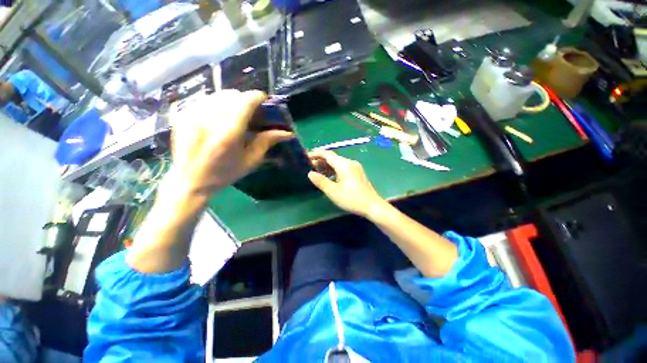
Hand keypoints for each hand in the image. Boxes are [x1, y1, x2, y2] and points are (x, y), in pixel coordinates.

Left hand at [166, 89, 293, 197]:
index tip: (265, 101)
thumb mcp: (250, 160)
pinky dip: (217, 104)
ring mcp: (192, 114)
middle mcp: (208, 119)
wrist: (189, 181)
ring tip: (235, 115)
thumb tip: (287, 133)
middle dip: (245, 99)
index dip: (258, 97)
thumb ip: (267, 142)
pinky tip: (219, 117)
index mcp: (228, 133)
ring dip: (231, 101)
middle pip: (232, 94)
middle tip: (251, 112)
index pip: (245, 101)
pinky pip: (205, 99)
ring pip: (217, 94)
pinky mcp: (183, 114)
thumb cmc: (224, 174)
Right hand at [308, 150, 387, 217]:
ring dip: (327, 167)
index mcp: (344, 164)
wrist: (372, 206)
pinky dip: (334, 171)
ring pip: (337, 163)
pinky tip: (328, 178)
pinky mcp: (357, 173)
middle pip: (332, 158)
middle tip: (309, 168)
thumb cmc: (352, 199)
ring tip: (317, 173)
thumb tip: (310, 173)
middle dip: (320, 161)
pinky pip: (342, 168)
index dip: (316, 154)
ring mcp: (355, 168)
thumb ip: (321, 181)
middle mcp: (350, 163)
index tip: (306, 157)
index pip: (327, 154)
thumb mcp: (333, 191)